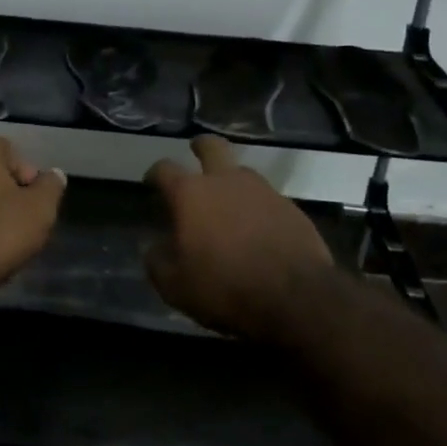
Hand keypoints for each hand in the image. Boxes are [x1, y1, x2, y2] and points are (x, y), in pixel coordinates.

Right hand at [144, 136, 335, 342]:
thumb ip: (158, 262)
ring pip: (242, 172)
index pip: (165, 169)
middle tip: (195, 153)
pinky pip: (266, 198)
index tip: (151, 181)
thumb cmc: (224, 288)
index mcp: (191, 194)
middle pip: (212, 147)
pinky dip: (256, 207)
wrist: (295, 298)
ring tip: (227, 201)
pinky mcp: (291, 208)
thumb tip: (154, 248)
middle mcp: (227, 181)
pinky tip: (256, 228)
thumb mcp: (175, 286)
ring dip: (231, 179)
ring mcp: (264, 191)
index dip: (155, 173)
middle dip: (200, 147)